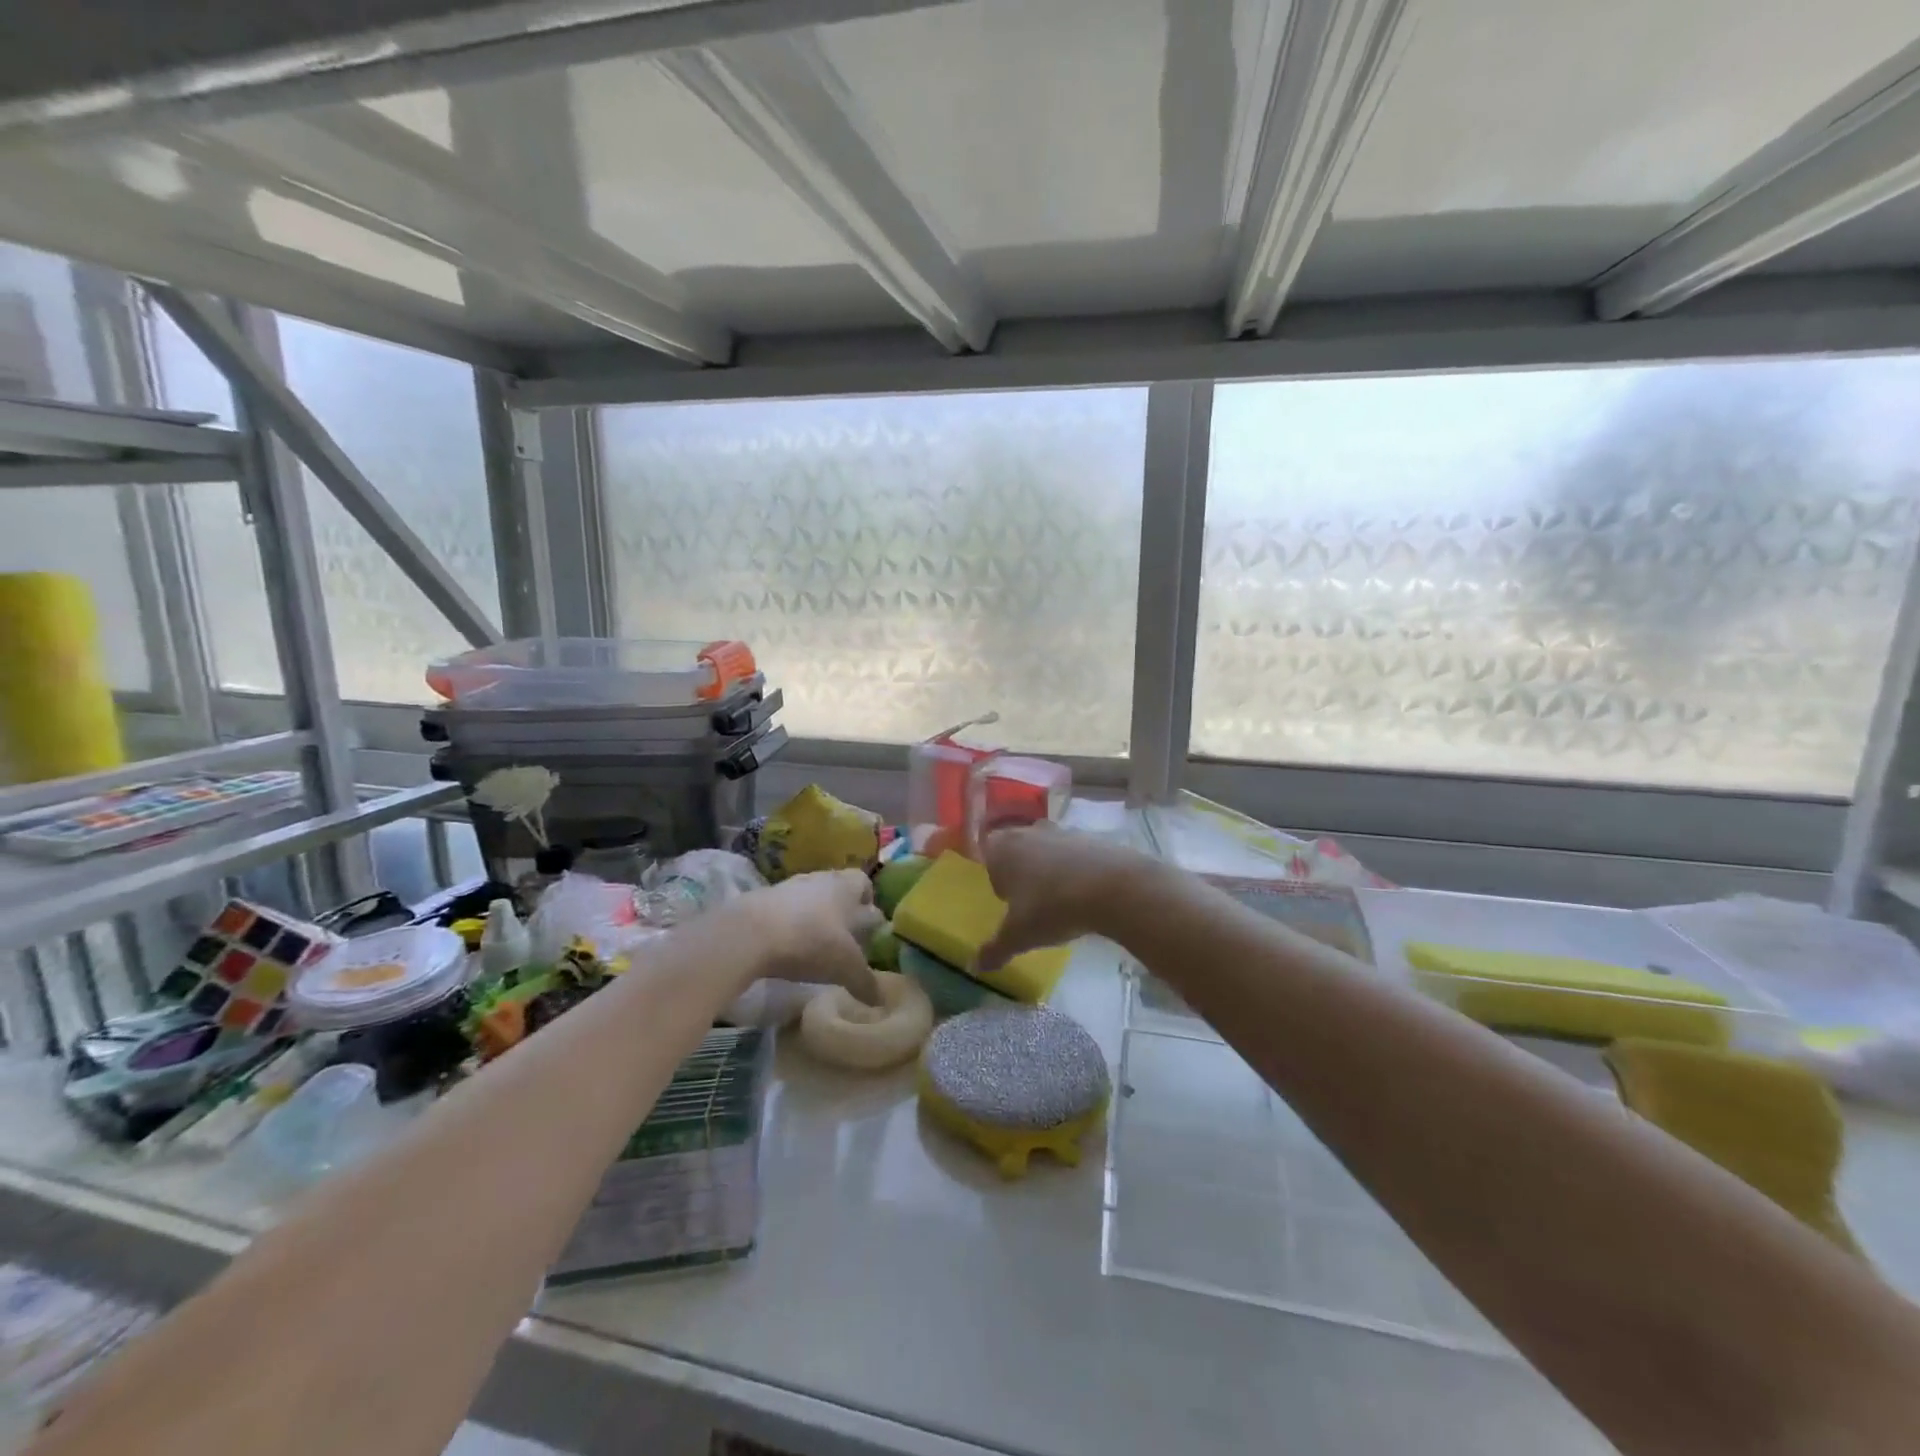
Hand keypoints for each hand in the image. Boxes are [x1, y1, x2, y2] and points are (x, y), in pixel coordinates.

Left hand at [743, 869, 883, 1003]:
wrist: (750, 934)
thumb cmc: (811, 941)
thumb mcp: (845, 967)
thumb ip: (865, 982)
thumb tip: (880, 999)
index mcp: (846, 887)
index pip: (864, 883)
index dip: (868, 902)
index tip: (868, 925)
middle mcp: (820, 879)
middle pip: (836, 888)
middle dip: (841, 911)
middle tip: (843, 938)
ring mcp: (788, 887)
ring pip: (809, 898)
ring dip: (813, 916)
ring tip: (814, 944)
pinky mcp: (761, 899)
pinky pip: (784, 909)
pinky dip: (788, 924)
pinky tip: (786, 946)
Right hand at [977, 823, 1153, 971]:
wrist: (1113, 887)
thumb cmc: (1052, 907)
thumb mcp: (1019, 935)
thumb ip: (996, 949)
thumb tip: (976, 966)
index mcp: (1003, 848)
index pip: (987, 855)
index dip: (994, 877)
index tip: (1005, 900)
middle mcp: (1028, 832)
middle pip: (1017, 850)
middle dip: (1021, 873)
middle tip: (1029, 902)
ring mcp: (1062, 831)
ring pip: (1046, 850)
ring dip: (1049, 870)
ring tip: (1059, 901)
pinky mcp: (1091, 837)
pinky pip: (1074, 854)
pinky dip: (1075, 870)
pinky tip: (1084, 894)